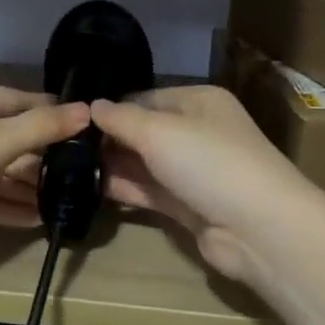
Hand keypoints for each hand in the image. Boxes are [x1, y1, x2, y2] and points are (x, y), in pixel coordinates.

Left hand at [0, 76, 88, 229]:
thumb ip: (42, 127)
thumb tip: (88, 111)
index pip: (12, 98)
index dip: (48, 112)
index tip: (84, 126)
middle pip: (2, 135)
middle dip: (38, 155)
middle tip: (79, 169)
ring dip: (23, 186)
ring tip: (63, 198)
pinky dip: (3, 205)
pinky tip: (35, 218)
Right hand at [89, 85, 323, 284]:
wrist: (258, 227)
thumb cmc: (209, 162)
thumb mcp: (158, 131)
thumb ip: (121, 118)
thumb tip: (92, 105)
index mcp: (199, 102)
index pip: (146, 98)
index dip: (112, 108)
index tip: (73, 119)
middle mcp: (198, 132)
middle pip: (144, 131)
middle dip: (109, 139)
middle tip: (65, 147)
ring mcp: (194, 171)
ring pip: (145, 163)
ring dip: (113, 166)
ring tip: (68, 168)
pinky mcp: (189, 206)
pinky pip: (150, 192)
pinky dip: (124, 190)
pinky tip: (90, 190)